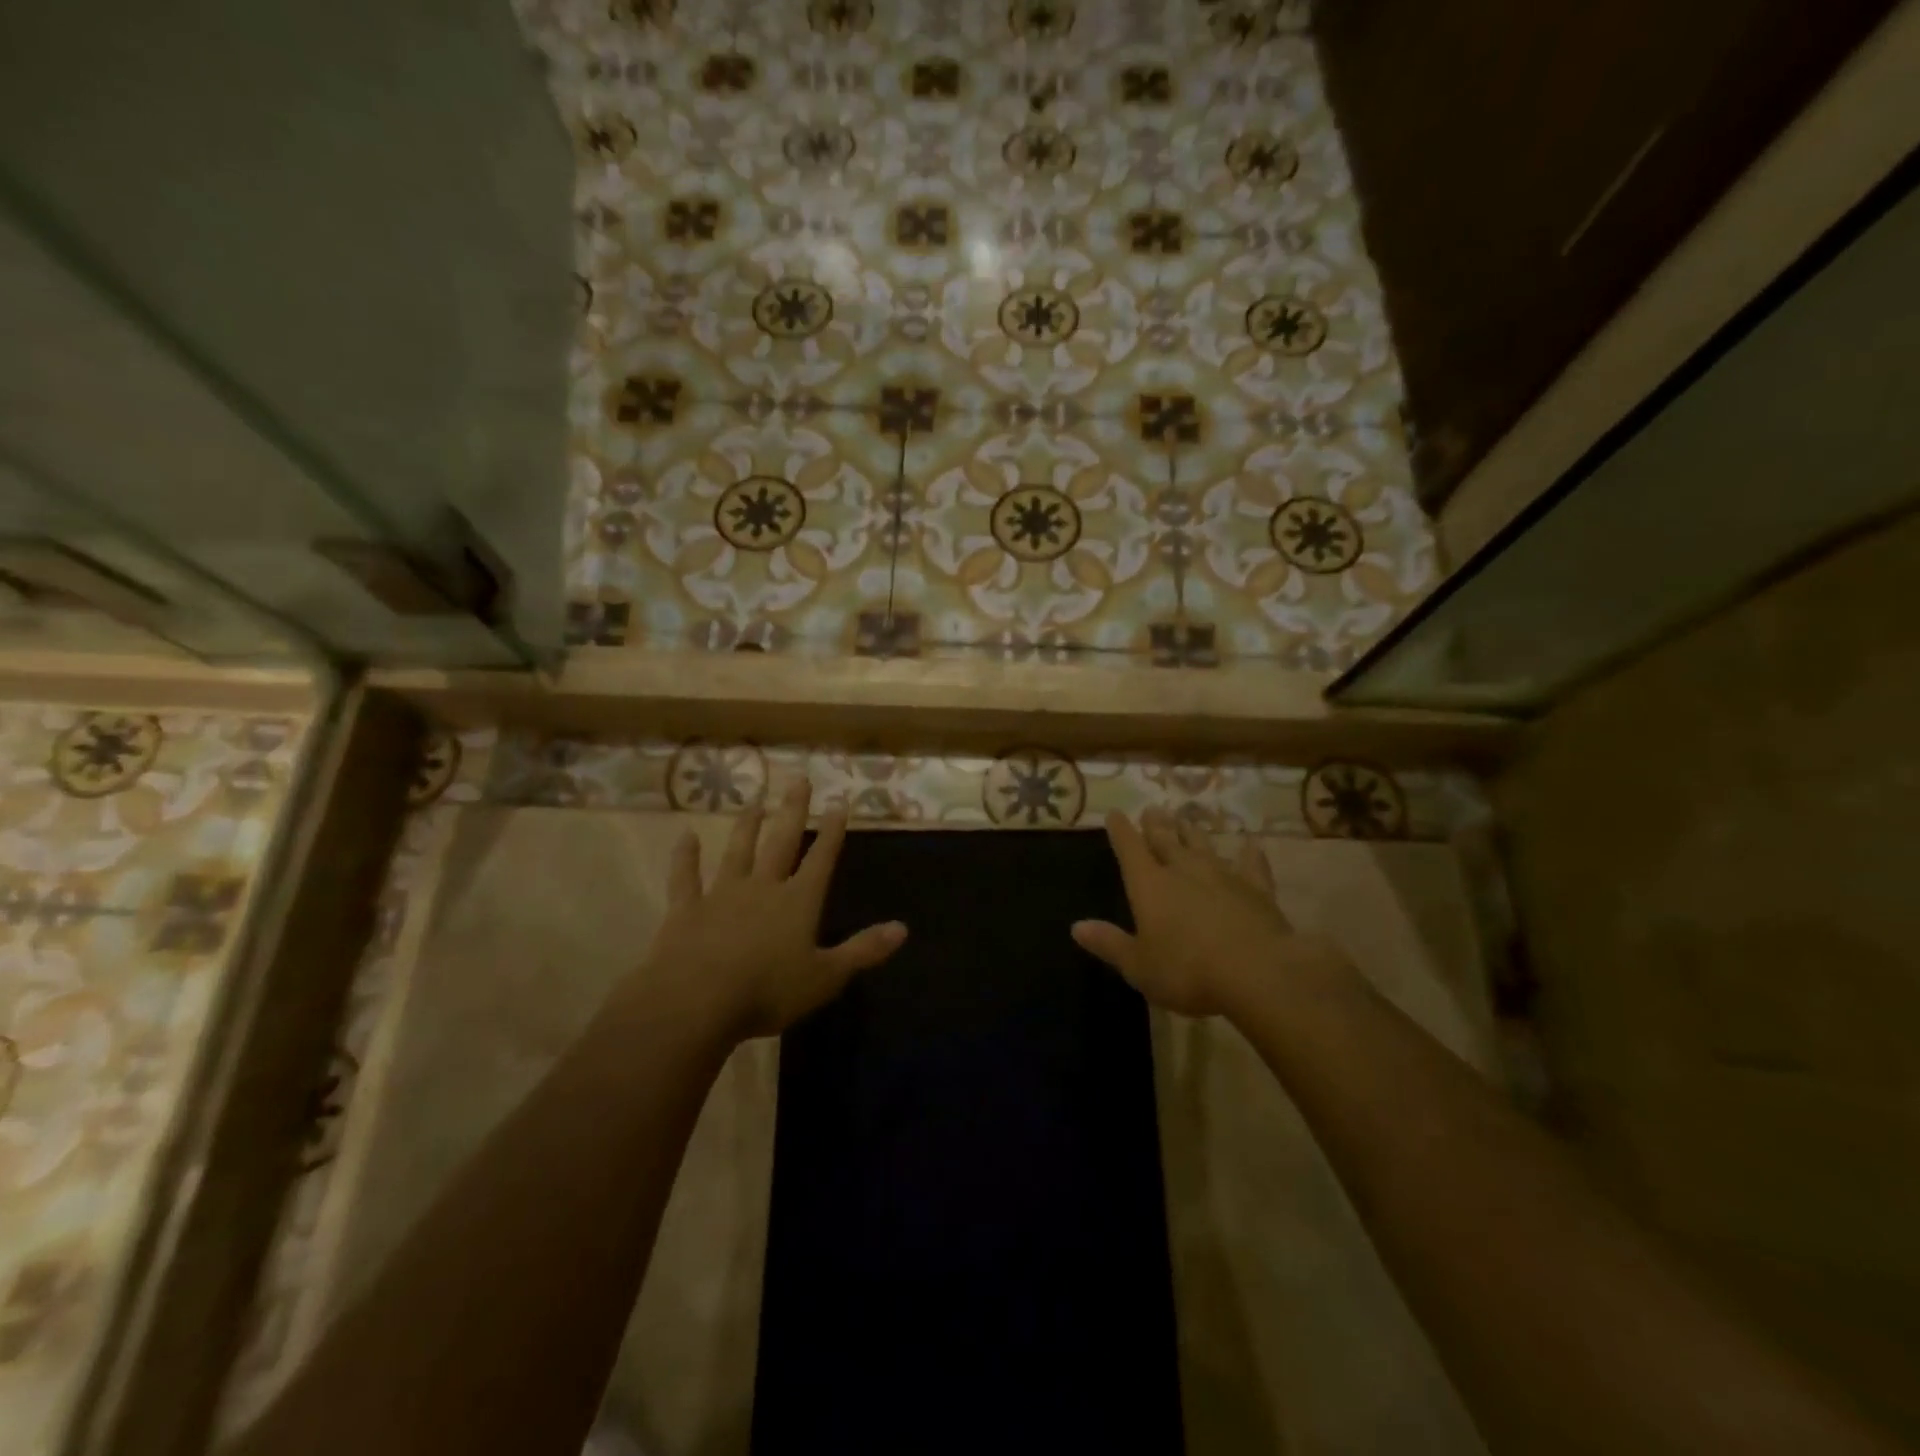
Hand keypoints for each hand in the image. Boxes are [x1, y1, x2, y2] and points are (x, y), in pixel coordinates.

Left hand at [638, 778, 906, 1041]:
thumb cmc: (768, 991)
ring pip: (738, 852)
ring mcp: (722, 895)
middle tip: (798, 779)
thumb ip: (863, 950)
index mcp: (798, 902)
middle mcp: (763, 888)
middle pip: (781, 842)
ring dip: (747, 827)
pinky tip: (685, 837)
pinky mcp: (687, 910)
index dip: (832, 831)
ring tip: (755, 803)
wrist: (696, 1001)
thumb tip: (903, 928)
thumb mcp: (826, 976)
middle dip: (792, 811)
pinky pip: (686, 878)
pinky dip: (685, 857)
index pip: (821, 859)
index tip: (839, 801)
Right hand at [1072, 809, 1353, 1018]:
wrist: (1257, 972)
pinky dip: (1249, 854)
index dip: (1120, 831)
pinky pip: (1251, 866)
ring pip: (1203, 846)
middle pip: (1166, 841)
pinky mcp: (1257, 890)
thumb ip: (1109, 943)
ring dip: (1192, 832)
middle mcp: (1183, 871)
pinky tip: (1251, 844)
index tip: (1115, 813)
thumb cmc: (1187, 971)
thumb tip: (1076, 926)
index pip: (1129, 849)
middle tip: (1152, 809)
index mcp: (1149, 885)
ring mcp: (1223, 876)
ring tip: (1186, 819)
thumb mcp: (1138, 965)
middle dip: (1156, 825)